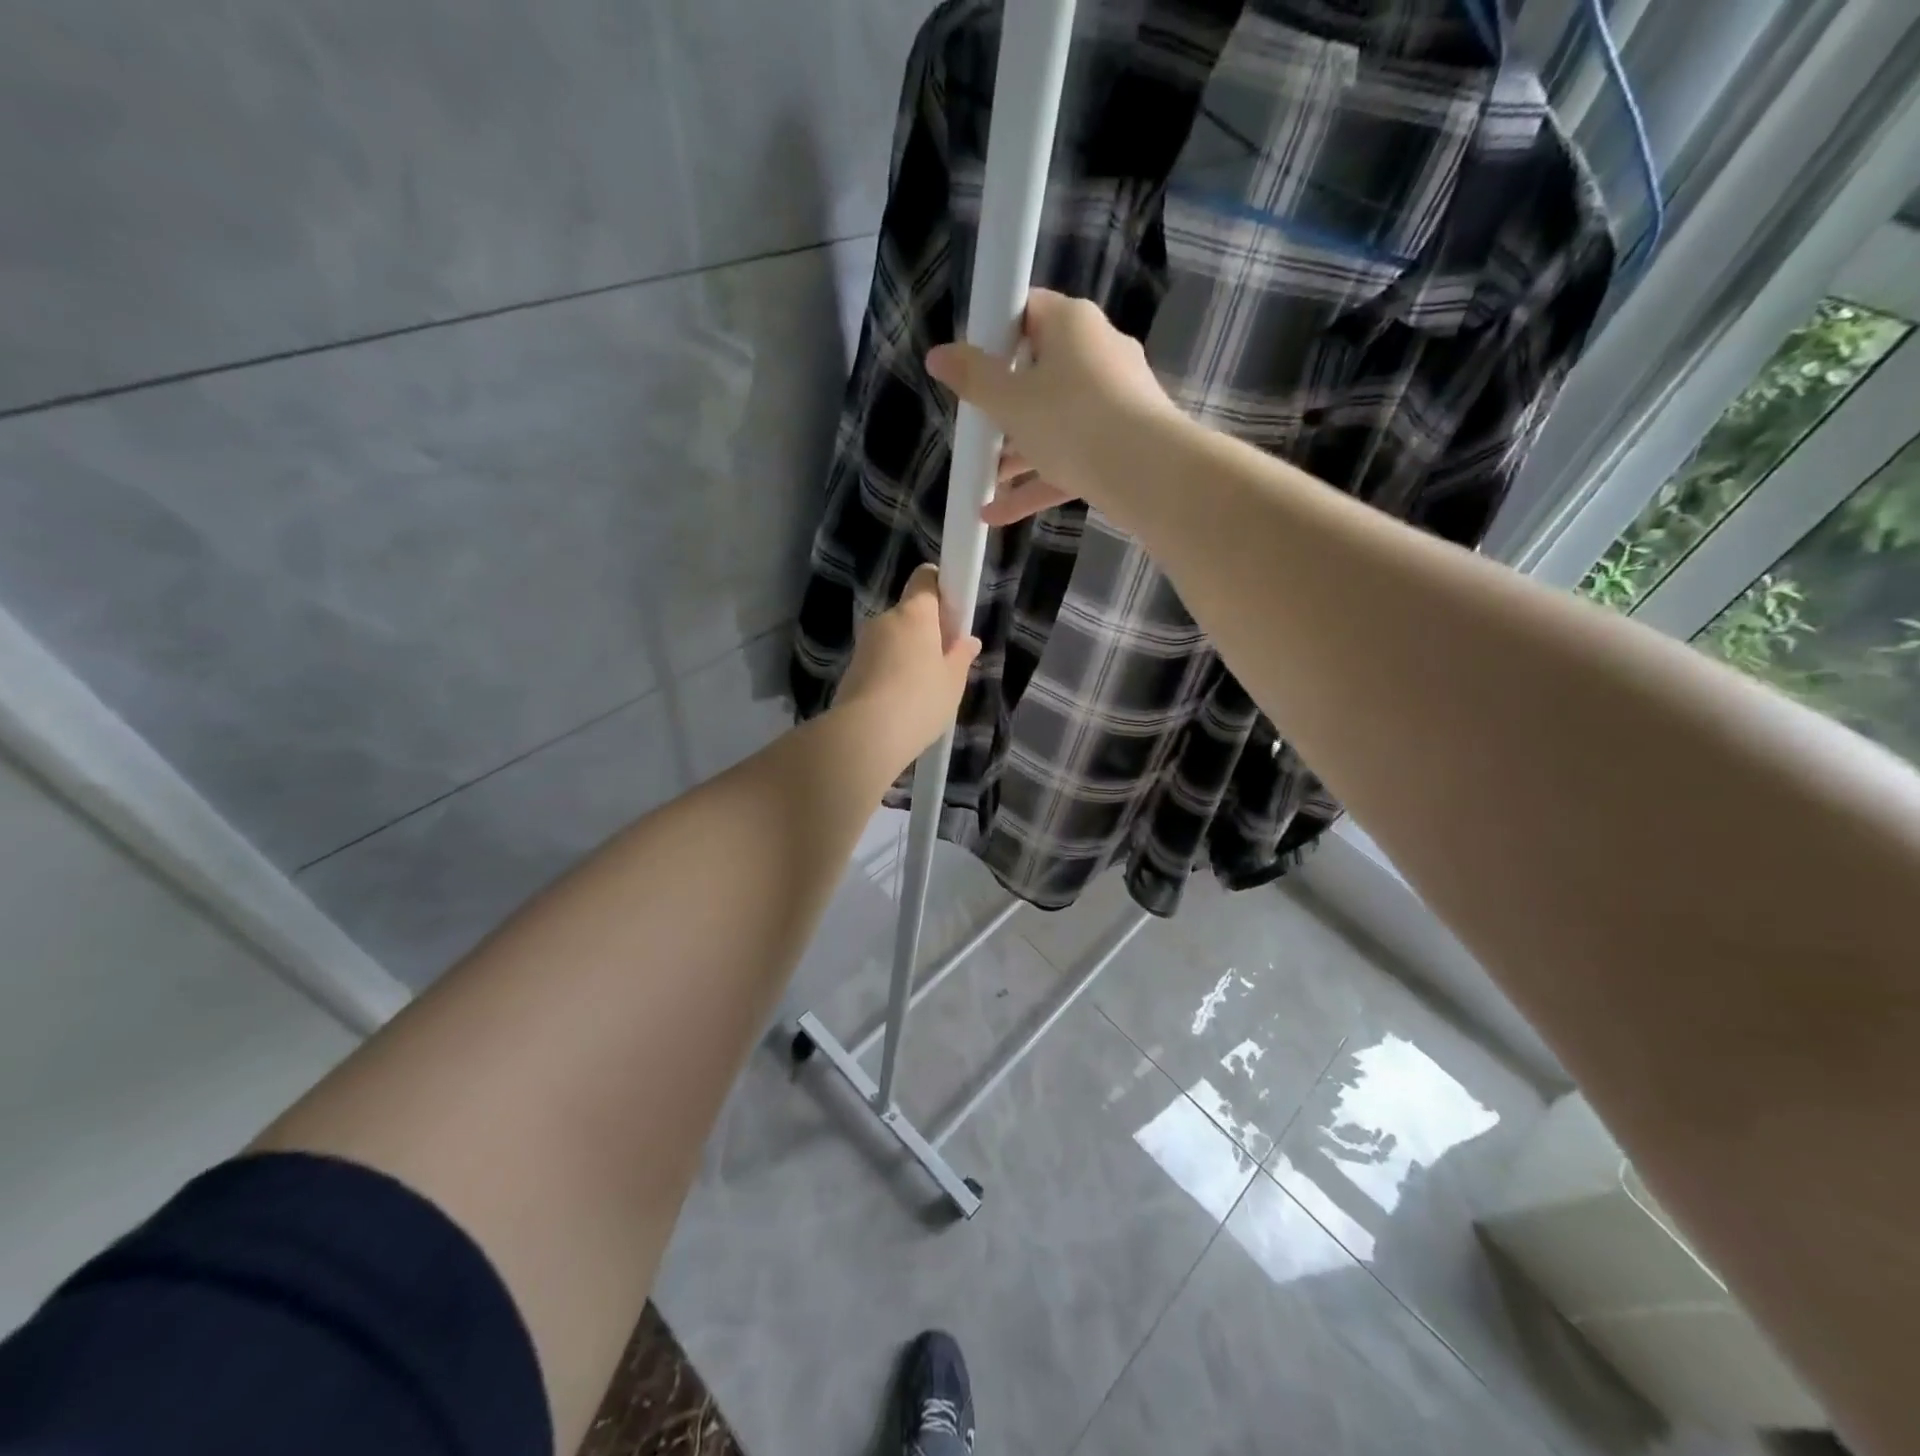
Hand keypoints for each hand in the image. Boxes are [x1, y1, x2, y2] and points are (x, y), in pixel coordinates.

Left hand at [835, 564, 981, 767]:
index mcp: (914, 613)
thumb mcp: (952, 682)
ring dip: (907, 654)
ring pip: (893, 639)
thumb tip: (968, 640)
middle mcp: (885, 619)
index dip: (940, 587)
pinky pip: (878, 662)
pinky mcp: (850, 669)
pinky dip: (889, 673)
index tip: (952, 612)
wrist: (865, 735)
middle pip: (910, 613)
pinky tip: (900, 702)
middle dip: (926, 631)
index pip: (926, 578)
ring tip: (922, 690)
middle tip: (944, 662)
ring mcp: (864, 644)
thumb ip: (961, 656)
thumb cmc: (920, 701)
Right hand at [926, 288, 1182, 526]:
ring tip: (983, 480)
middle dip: (1003, 406)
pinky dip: (1038, 481)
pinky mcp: (1121, 443)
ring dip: (1017, 452)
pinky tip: (997, 514)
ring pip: (1054, 422)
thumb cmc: (1072, 421)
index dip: (994, 336)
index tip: (972, 368)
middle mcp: (1098, 352)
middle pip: (1039, 371)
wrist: (1149, 472)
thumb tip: (938, 355)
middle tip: (976, 429)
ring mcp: (1114, 400)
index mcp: (1072, 324)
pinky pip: (1071, 456)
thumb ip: (973, 379)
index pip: (1026, 311)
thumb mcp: (1011, 402)